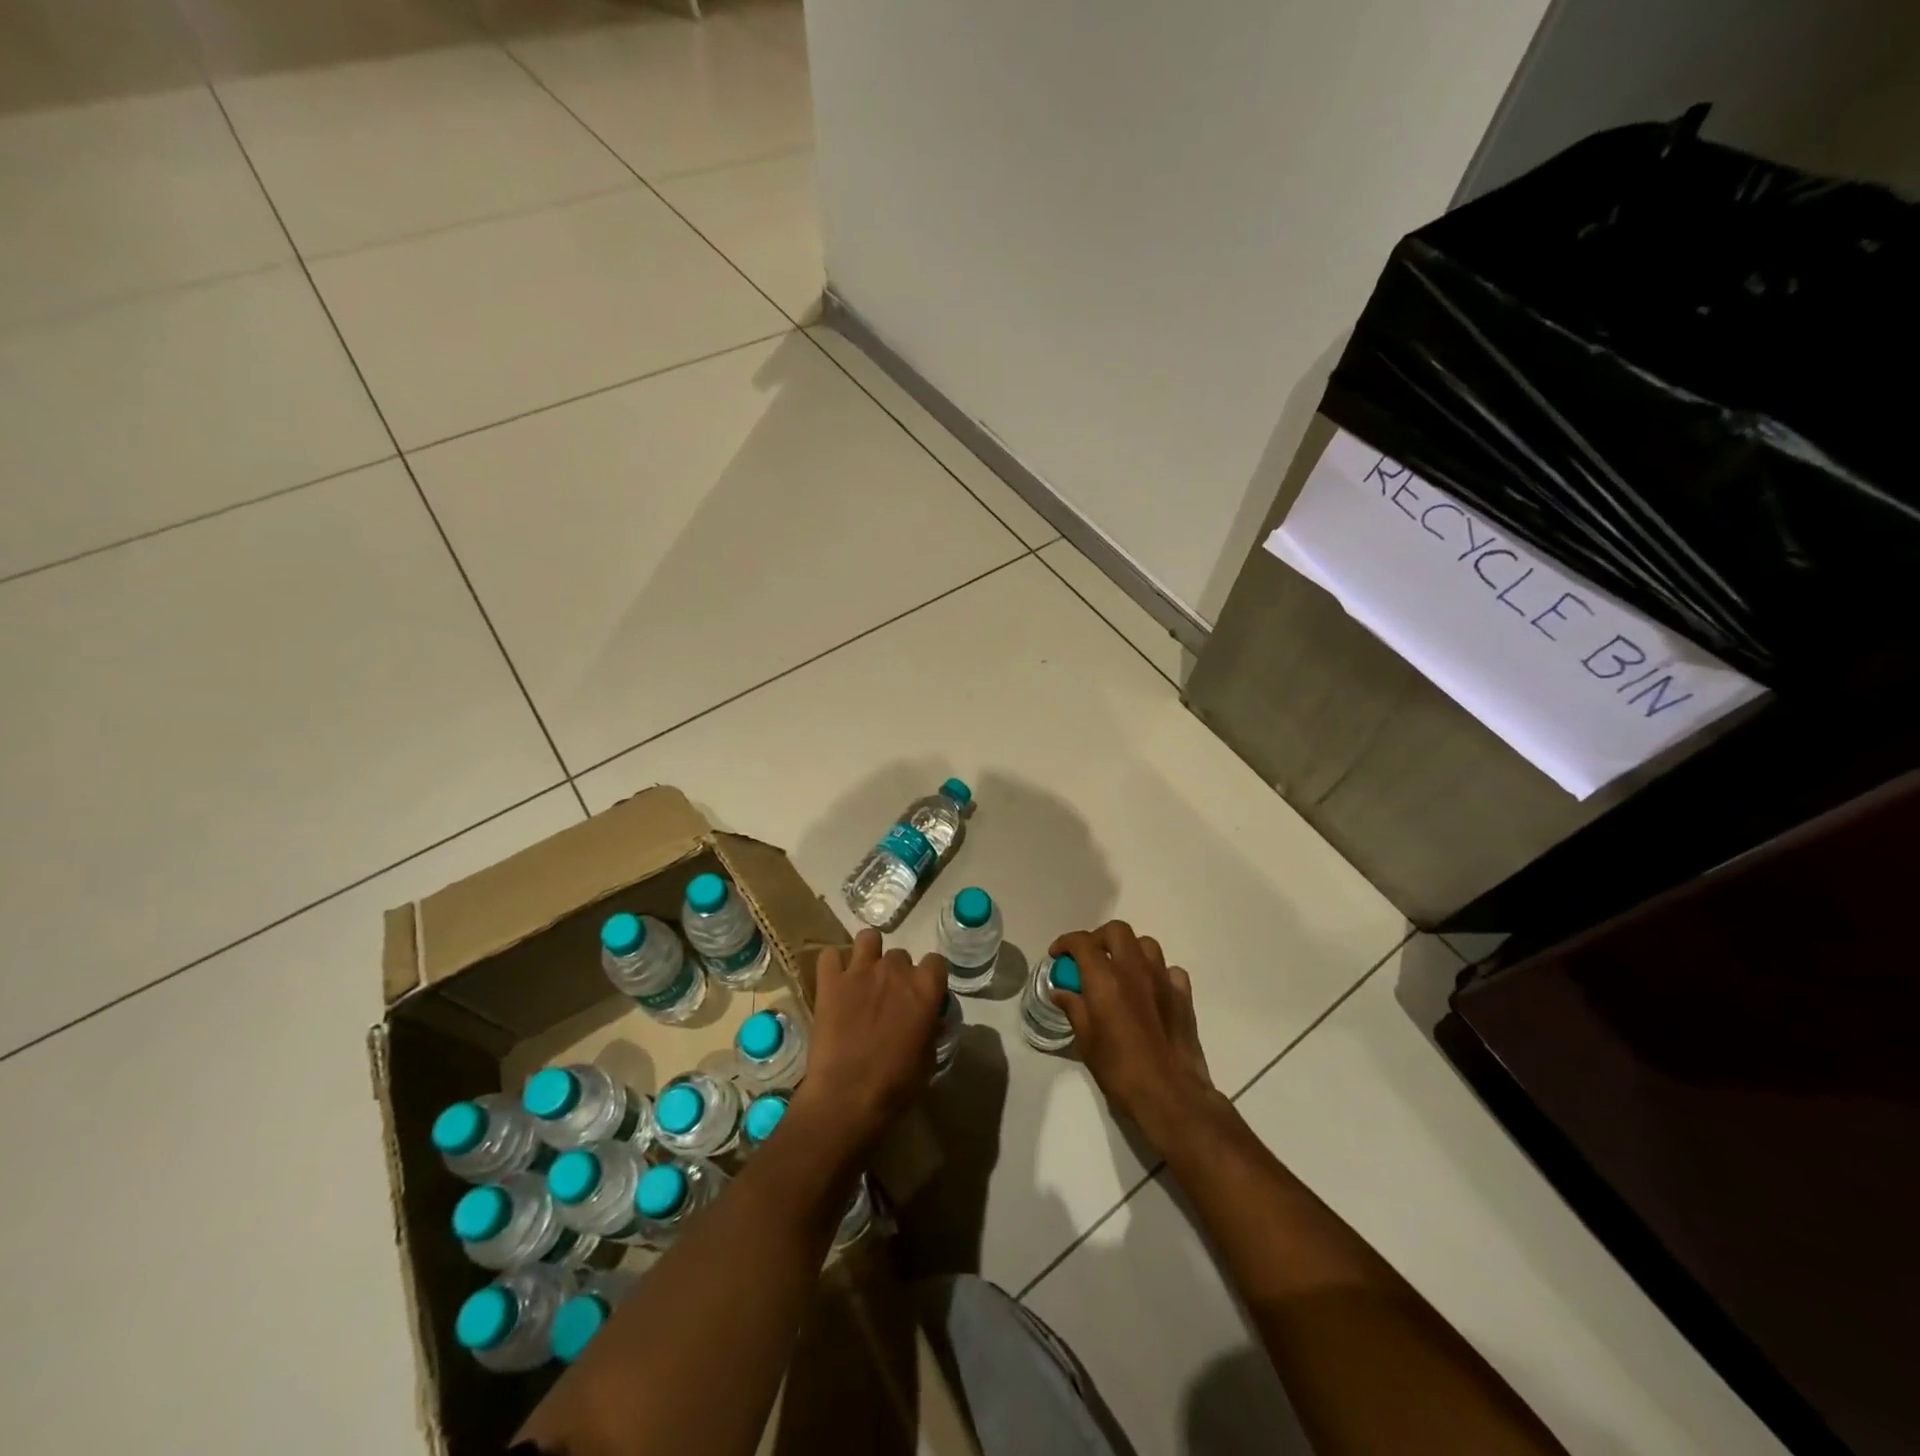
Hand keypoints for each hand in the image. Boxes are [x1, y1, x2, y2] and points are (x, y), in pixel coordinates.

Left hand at [791, 928, 947, 1162]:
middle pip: (900, 954)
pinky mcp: (830, 981)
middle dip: (896, 972)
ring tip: (862, 976)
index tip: (921, 994)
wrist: (846, 1098)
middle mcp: (895, 970)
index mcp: (924, 989)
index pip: (935, 962)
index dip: (929, 977)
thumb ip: (931, 1031)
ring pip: (868, 939)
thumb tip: (933, 1020)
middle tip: (888, 997)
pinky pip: (830, 955)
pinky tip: (835, 980)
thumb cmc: (894, 1086)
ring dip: (868, 953)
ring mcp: (861, 971)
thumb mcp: (927, 1061)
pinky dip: (833, 964)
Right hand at [1050, 921, 1219, 1150]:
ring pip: (1146, 944)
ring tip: (1120, 971)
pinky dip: (1157, 973)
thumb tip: (1062, 992)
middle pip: (1116, 931)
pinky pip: (1169, 970)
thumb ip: (1074, 1008)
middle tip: (1089, 959)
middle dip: (1099, 939)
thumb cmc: (1121, 1071)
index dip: (1066, 943)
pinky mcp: (1184, 995)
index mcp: (1105, 979)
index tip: (1058, 956)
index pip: (1082, 942)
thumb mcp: (1087, 1042)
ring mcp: (1163, 979)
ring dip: (1129, 951)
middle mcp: (1135, 969)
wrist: (1171, 1095)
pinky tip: (1150, 991)